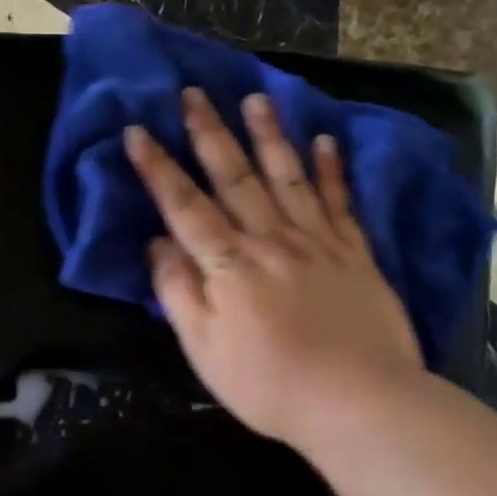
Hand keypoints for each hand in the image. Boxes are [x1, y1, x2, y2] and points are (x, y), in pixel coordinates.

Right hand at [124, 88, 423, 449]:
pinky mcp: (355, 253)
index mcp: (228, 264)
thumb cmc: (269, 382)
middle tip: (193, 93)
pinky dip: (331, 170)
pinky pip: (339, 201)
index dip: (158, 168)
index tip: (137, 130)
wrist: (359, 402)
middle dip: (209, 132)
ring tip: (255, 97)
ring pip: (286, 176)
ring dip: (268, 134)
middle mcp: (269, 239)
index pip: (184, 205)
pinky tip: (324, 141)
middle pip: (234, 177)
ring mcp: (316, 242)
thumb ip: (178, 292)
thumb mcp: (203, 348)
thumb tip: (157, 244)